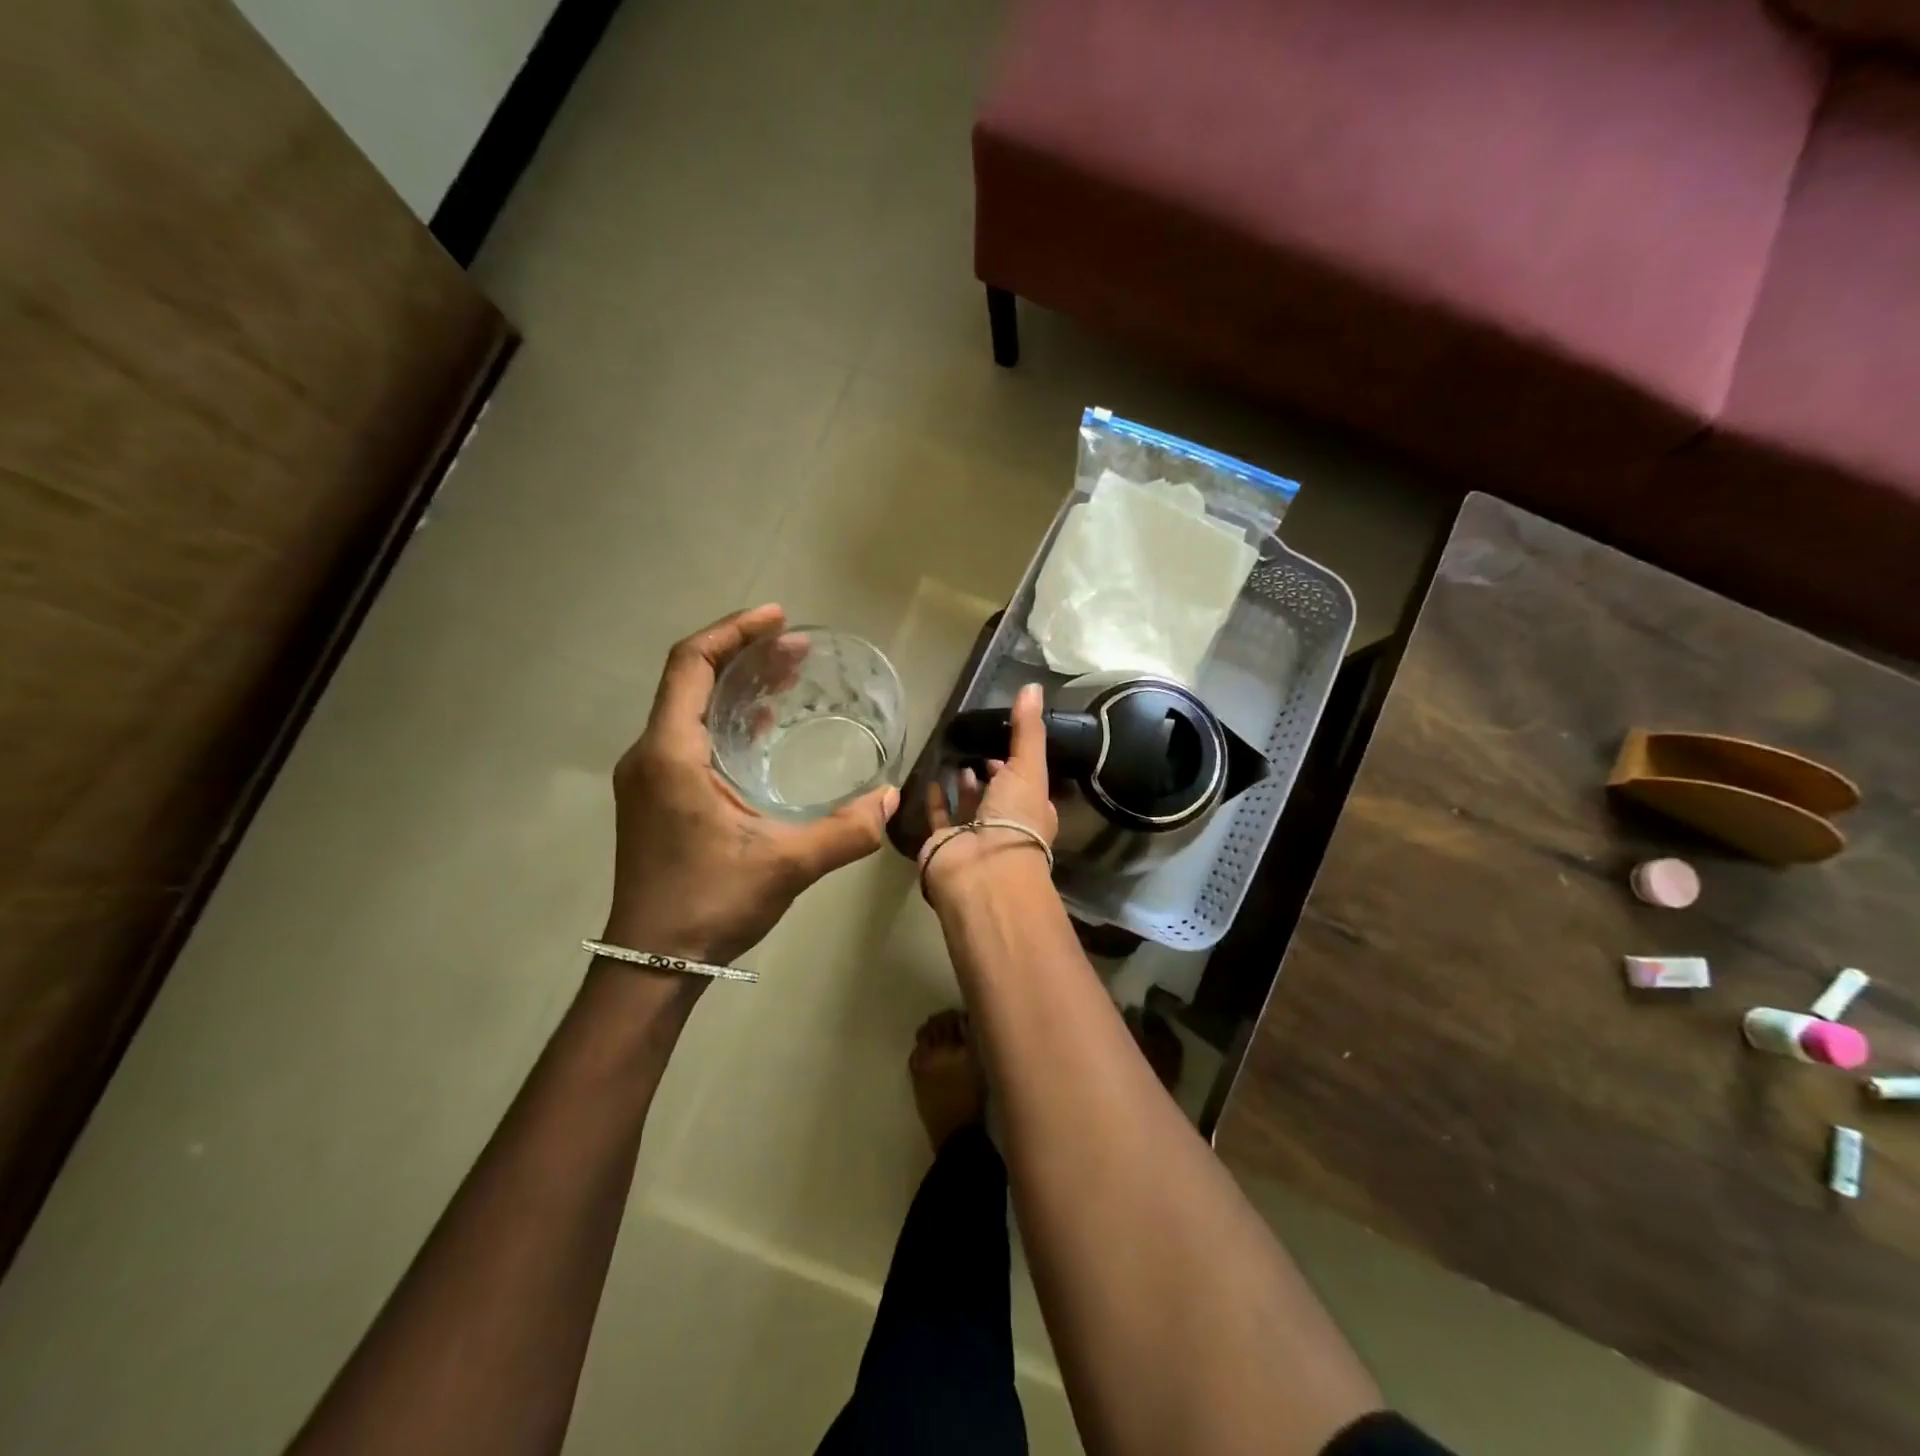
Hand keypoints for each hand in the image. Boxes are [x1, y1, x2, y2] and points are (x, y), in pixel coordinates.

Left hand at [602, 606, 899, 965]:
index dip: (734, 632)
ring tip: (787, 677)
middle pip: (691, 680)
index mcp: (671, 753)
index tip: (779, 619)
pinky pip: (691, 738)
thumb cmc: (710, 903)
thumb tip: (891, 800)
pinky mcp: (657, 798)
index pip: (691, 664)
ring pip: (690, 710)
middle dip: (744, 656)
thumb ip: (846, 831)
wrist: (652, 962)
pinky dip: (727, 722)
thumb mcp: (787, 864)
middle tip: (797, 649)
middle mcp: (651, 755)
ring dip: (736, 689)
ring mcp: (649, 778)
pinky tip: (763, 731)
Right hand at [921, 682, 1057, 900]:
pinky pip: (939, 818)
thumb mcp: (1028, 768)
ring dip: (964, 785)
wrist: (982, 870)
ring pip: (968, 807)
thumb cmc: (1014, 818)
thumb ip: (1028, 730)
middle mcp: (1005, 826)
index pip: (1025, 783)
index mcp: (1033, 811)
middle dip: (988, 773)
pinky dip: (936, 799)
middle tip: (974, 745)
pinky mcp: (944, 844)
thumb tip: (1033, 686)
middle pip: (996, 795)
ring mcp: (973, 837)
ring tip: (954, 757)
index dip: (1015, 764)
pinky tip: (931, 777)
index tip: (1001, 741)